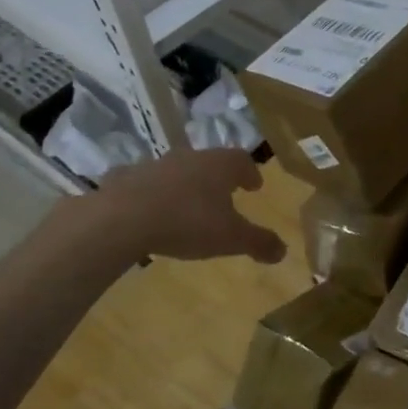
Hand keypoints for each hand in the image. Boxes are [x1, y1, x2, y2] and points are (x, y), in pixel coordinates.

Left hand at [97, 147, 286, 263]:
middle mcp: (190, 157)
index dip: (250, 173)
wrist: (124, 218)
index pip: (242, 161)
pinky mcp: (126, 178)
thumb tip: (283, 251)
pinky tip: (149, 211)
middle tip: (224, 194)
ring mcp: (155, 164)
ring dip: (185, 184)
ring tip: (188, 205)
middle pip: (210, 162)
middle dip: (218, 178)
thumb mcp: (231, 238)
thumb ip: (259, 242)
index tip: (254, 186)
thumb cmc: (188, 222)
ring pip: (177, 170)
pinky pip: (144, 183)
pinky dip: (152, 194)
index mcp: (219, 165)